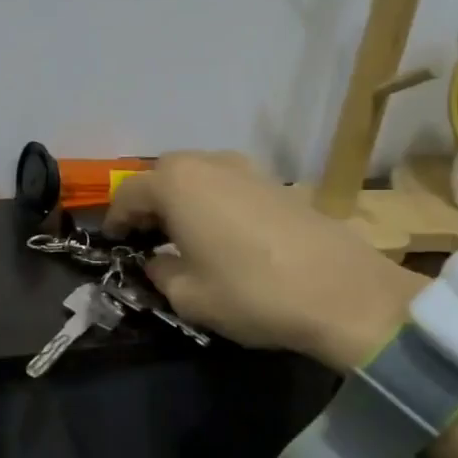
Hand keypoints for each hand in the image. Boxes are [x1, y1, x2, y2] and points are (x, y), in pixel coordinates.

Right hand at [103, 152, 421, 370]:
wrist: (343, 292)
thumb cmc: (251, 292)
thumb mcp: (188, 295)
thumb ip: (160, 272)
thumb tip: (157, 261)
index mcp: (176, 183)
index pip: (127, 194)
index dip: (115, 221)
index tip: (114, 245)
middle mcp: (207, 162)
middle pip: (162, 177)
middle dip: (148, 205)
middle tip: (146, 239)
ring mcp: (246, 167)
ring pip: (196, 177)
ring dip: (181, 201)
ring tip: (183, 236)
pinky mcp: (276, 181)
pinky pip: (226, 184)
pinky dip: (212, 202)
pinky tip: (222, 233)